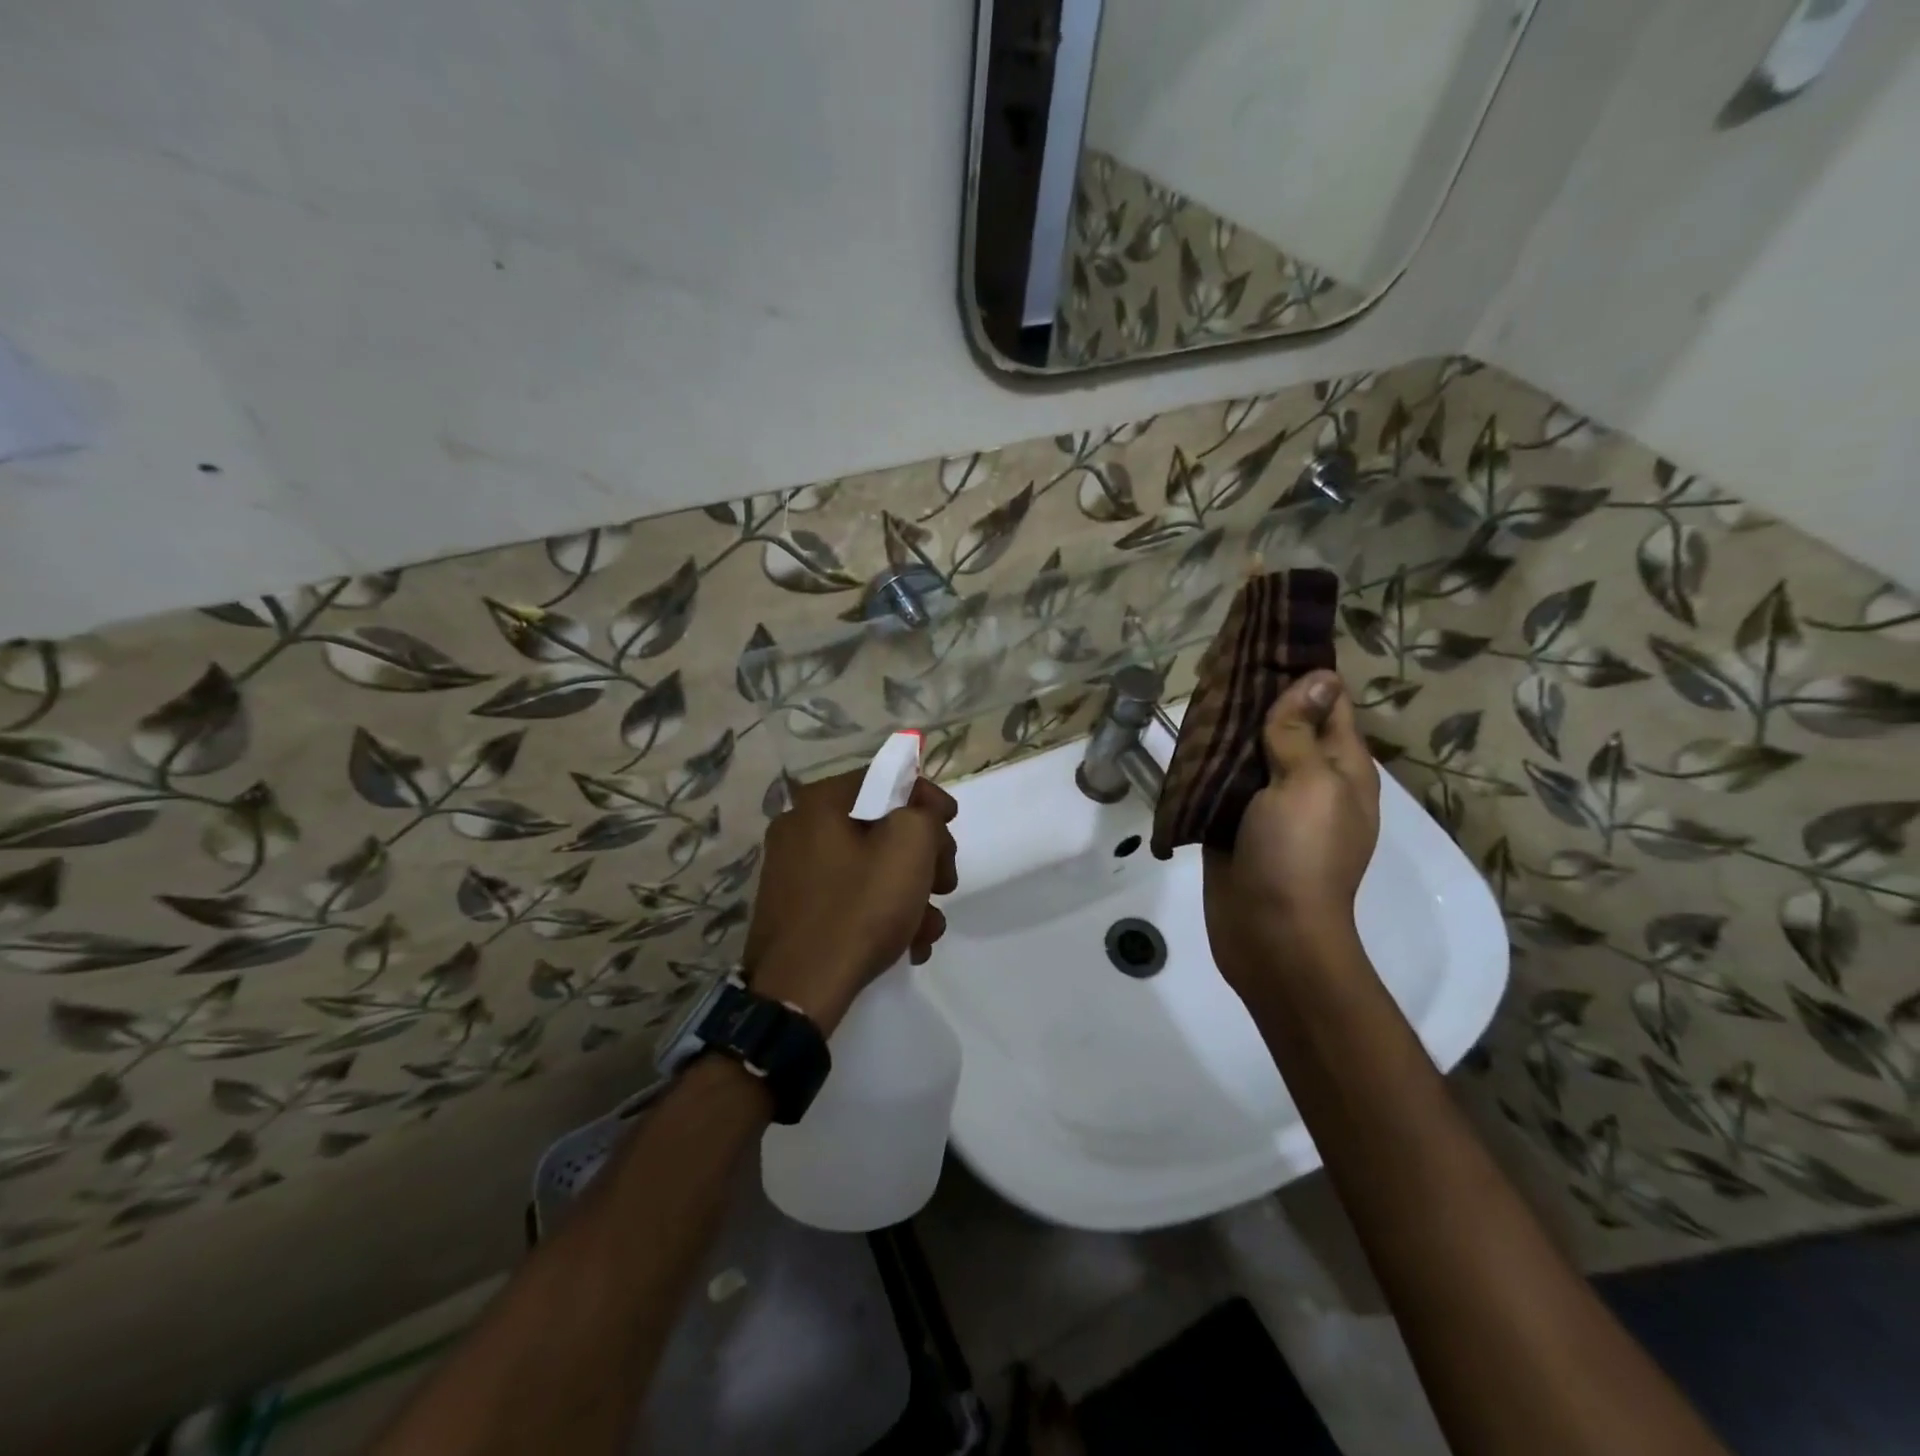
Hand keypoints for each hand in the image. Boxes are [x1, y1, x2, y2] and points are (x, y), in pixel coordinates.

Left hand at [742, 769, 957, 1034]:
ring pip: (869, 866)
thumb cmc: (859, 908)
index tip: (953, 825)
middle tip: (946, 884)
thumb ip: (924, 813)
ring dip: (909, 891)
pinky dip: (881, 912)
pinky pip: (849, 895)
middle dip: (924, 855)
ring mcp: (793, 870)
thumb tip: (921, 811)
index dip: (928, 798)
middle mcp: (800, 827)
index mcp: (821, 801)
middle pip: (881, 825)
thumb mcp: (910, 847)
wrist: (798, 991)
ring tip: (930, 929)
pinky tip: (908, 945)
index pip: (886, 779)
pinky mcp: (795, 909)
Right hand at [1203, 669, 1379, 995]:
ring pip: (1253, 753)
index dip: (1304, 672)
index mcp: (1343, 769)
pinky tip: (1188, 741)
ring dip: (1232, 728)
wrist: (1269, 933)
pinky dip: (1212, 762)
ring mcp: (1274, 807)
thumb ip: (1301, 732)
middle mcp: (1312, 782)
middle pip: (1288, 725)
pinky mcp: (1238, 826)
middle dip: (1260, 697)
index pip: (1330, 704)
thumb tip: (1318, 677)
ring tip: (1200, 693)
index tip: (1267, 639)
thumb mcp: (1308, 783)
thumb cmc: (1299, 854)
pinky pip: (1227, 783)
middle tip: (1220, 661)